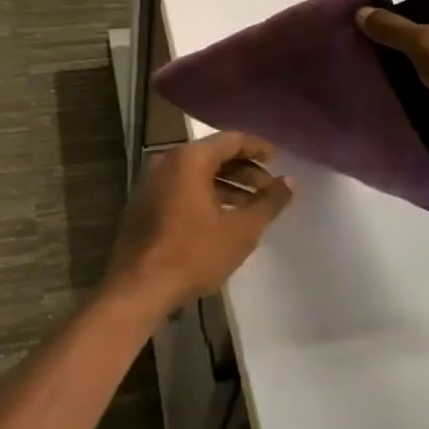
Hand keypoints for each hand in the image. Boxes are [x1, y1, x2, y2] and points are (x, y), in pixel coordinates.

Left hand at [107, 131, 294, 316]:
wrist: (138, 288)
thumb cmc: (194, 253)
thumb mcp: (241, 230)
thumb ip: (269, 202)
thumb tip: (290, 181)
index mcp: (190, 159)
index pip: (231, 140)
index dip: (257, 148)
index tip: (278, 159)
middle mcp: (168, 162)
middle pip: (213, 155)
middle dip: (244, 170)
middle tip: (268, 187)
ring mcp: (152, 183)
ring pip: (197, 173)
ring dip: (226, 185)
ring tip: (251, 206)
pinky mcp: (144, 205)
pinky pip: (182, 188)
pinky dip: (205, 195)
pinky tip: (222, 218)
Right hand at [355, 0, 428, 162]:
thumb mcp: (426, 45)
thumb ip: (392, 27)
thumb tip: (362, 12)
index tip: (358, 0)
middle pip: (421, 4)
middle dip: (391, 14)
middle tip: (357, 28)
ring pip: (426, 32)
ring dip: (400, 39)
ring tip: (366, 49)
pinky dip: (412, 59)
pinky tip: (389, 71)